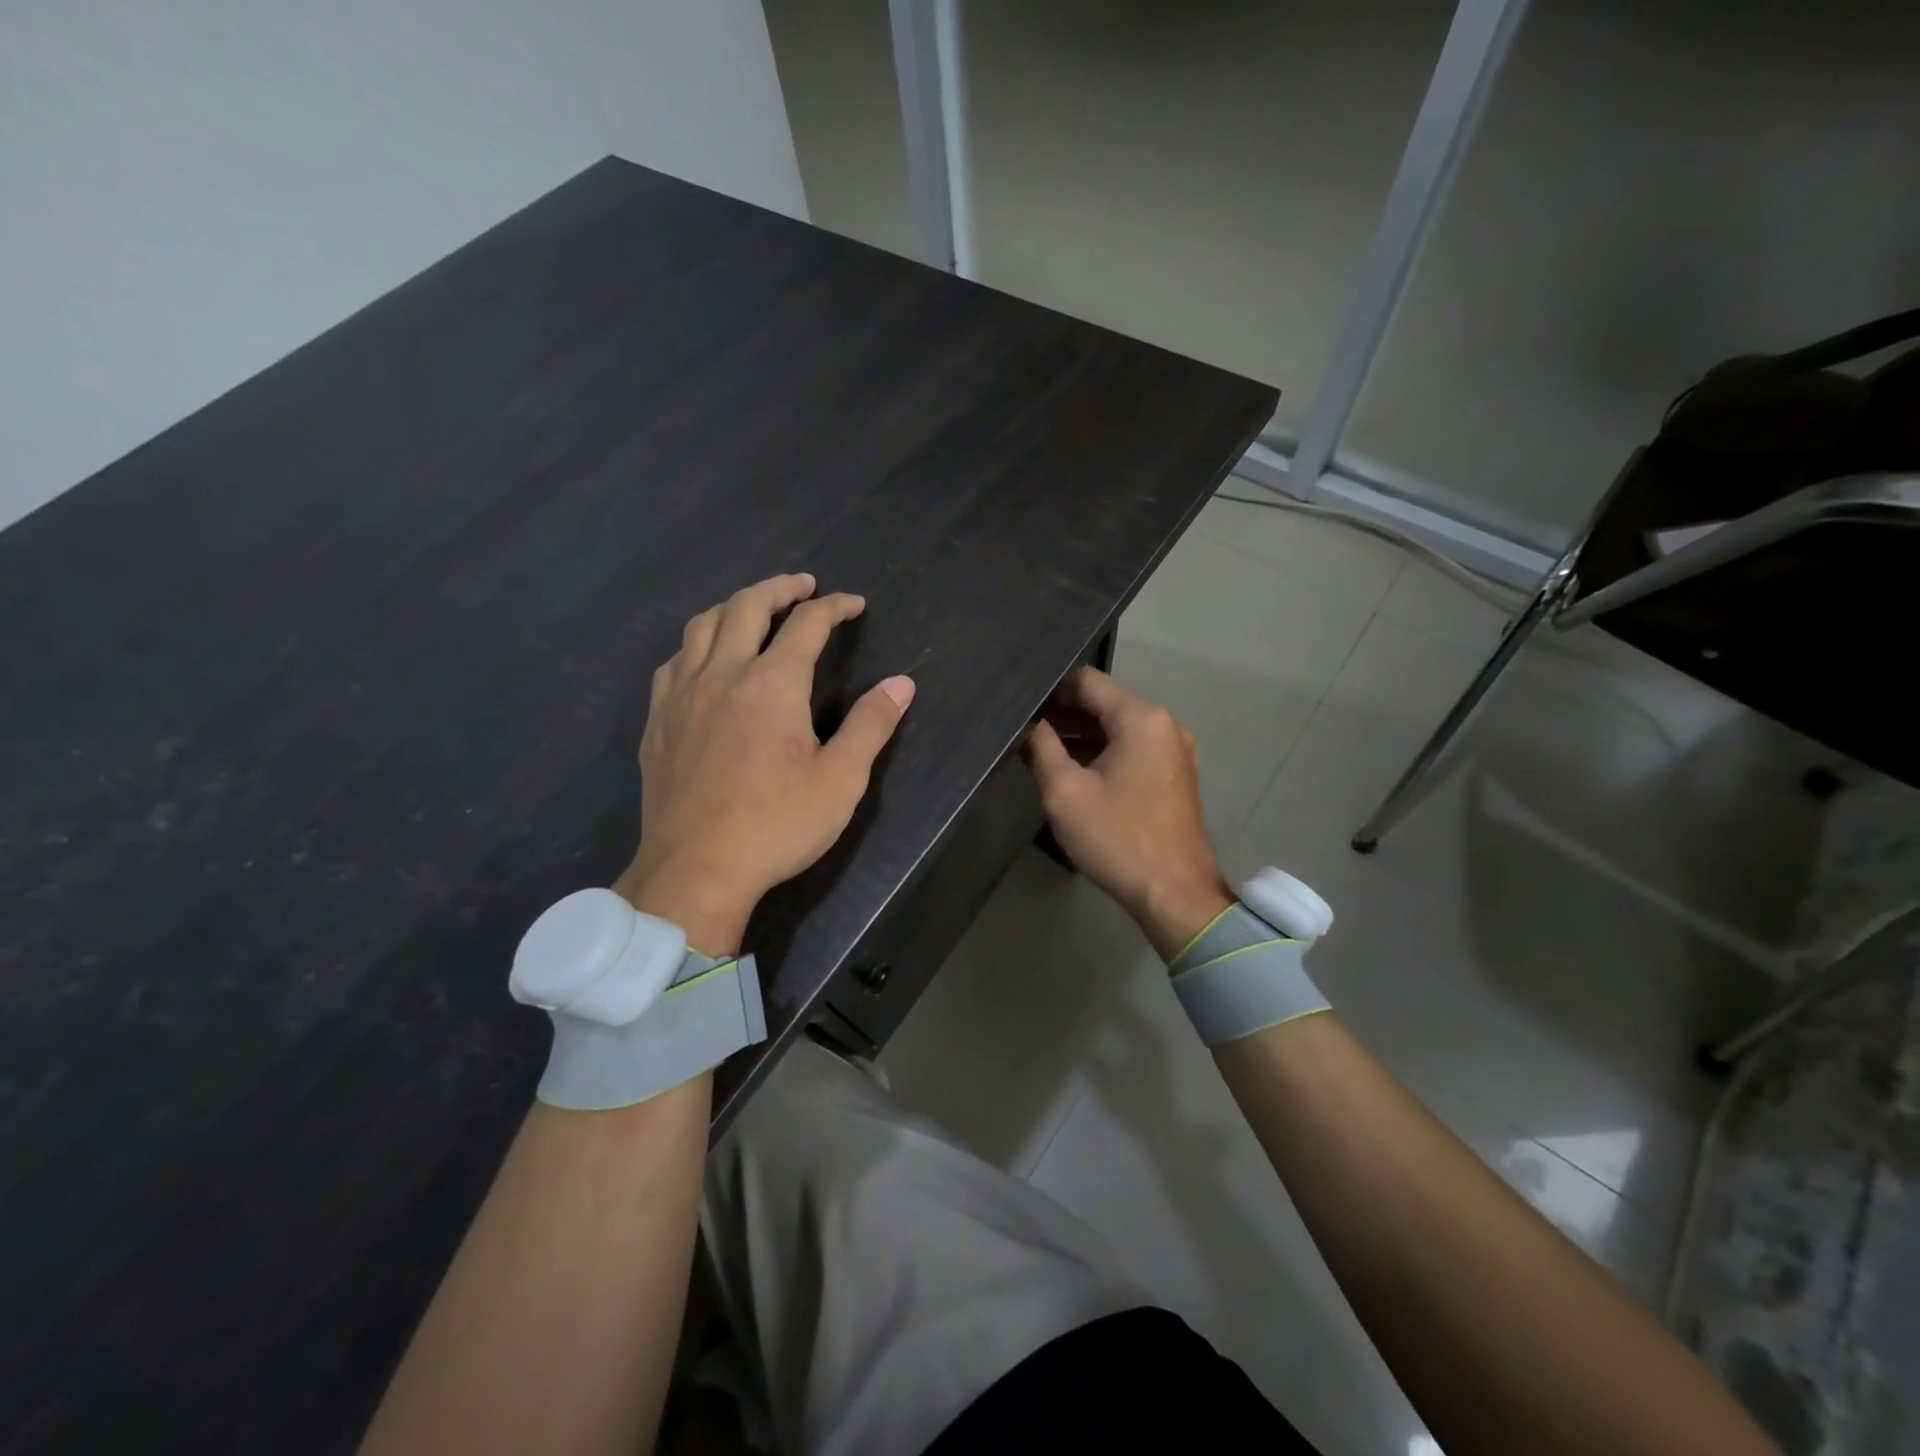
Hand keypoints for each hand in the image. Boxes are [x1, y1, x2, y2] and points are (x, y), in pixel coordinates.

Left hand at [613, 573, 914, 953]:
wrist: (696, 870)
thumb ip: (871, 725)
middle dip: (779, 588)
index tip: (854, 605)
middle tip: (802, 586)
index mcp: (773, 684)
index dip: (834, 607)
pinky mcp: (658, 722)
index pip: (807, 624)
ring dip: (733, 606)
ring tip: (753, 609)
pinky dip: (696, 645)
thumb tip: (901, 683)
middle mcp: (723, 674)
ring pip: (702, 627)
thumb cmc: (777, 825)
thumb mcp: (841, 779)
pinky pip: (673, 662)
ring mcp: (682, 696)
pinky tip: (704, 661)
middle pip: (746, 606)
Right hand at [1024, 667, 1231, 960]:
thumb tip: (1026, 722)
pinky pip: (1133, 747)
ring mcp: (1174, 749)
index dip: (1050, 688)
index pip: (1087, 681)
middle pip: (1105, 703)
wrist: (1174, 893)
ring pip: (1118, 727)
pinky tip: (1073, 766)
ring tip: (1039, 746)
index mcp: (1141, 719)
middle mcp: (1164, 724)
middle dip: (1064, 712)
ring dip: (1082, 734)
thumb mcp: (1065, 792)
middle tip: (1023, 725)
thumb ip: (1040, 747)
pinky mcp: (1175, 773)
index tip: (1020, 702)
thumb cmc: (1117, 838)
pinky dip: (1104, 751)